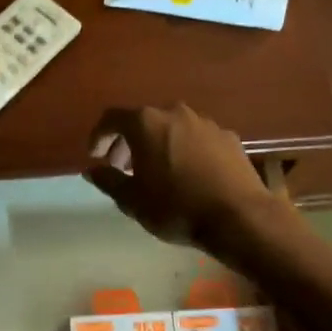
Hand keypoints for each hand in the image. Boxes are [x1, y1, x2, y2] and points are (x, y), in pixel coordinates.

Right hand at [82, 104, 271, 247]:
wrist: (239, 217)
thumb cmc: (177, 207)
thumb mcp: (133, 201)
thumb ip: (109, 181)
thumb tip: (92, 170)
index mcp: (146, 123)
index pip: (112, 119)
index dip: (99, 136)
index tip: (95, 156)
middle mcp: (174, 113)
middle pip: (143, 120)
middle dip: (128, 141)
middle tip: (122, 167)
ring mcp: (205, 123)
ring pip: (172, 127)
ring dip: (158, 144)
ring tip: (156, 171)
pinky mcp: (228, 137)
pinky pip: (197, 138)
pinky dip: (185, 149)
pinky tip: (189, 174)